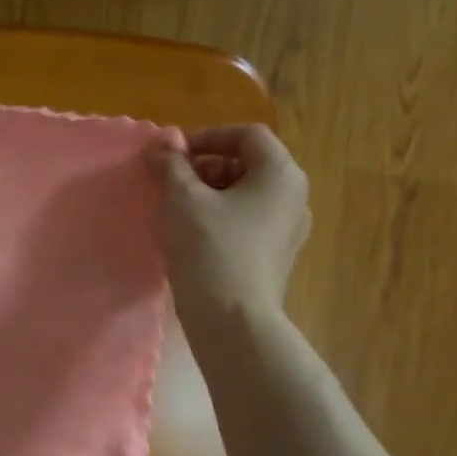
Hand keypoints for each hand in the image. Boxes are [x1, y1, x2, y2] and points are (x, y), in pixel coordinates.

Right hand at [158, 124, 311, 331]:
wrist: (232, 320)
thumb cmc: (210, 250)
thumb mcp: (181, 200)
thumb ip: (170, 167)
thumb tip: (161, 150)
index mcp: (280, 174)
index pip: (247, 136)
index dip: (207, 138)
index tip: (173, 157)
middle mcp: (295, 196)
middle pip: (249, 165)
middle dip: (207, 168)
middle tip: (172, 185)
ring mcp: (290, 230)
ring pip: (247, 197)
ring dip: (211, 196)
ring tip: (178, 214)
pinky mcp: (277, 258)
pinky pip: (249, 224)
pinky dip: (222, 221)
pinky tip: (194, 240)